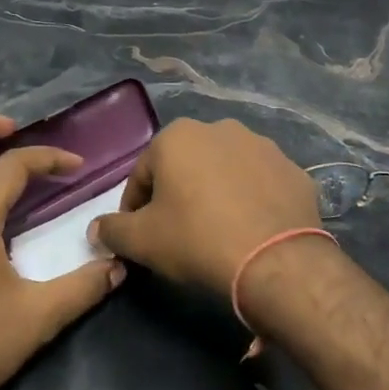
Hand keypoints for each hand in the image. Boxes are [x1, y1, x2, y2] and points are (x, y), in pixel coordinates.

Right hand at [91, 118, 320, 296]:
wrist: (276, 261)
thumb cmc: (197, 240)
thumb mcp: (142, 241)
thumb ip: (112, 230)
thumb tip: (96, 229)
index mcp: (178, 136)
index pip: (142, 173)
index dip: (135, 207)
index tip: (138, 235)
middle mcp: (220, 128)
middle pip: (185, 166)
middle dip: (177, 194)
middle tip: (177, 233)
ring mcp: (262, 145)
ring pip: (224, 170)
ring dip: (215, 193)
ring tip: (217, 231)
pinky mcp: (292, 168)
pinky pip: (260, 183)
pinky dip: (251, 200)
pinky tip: (250, 229)